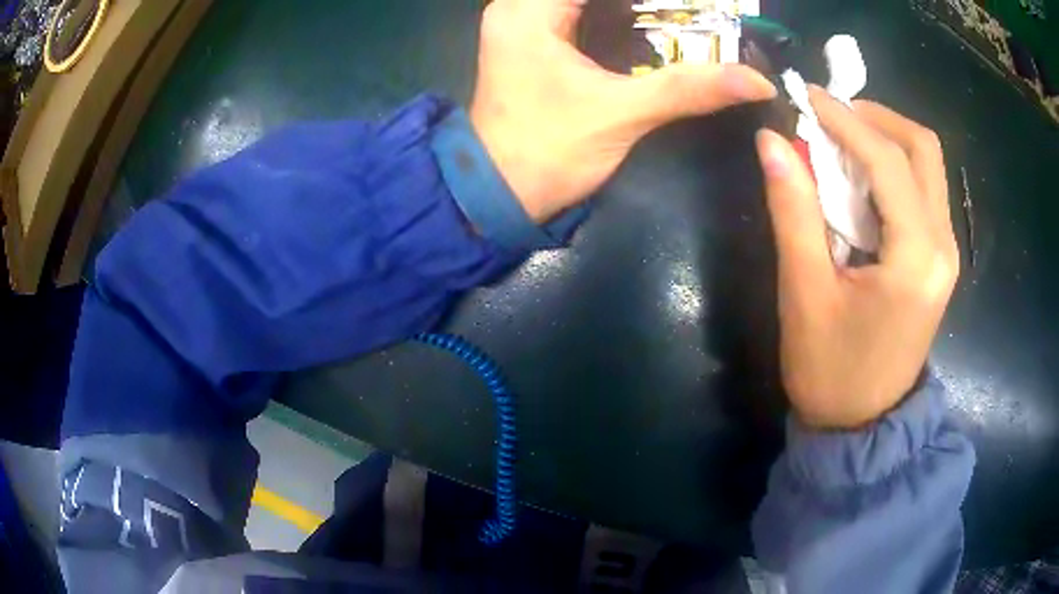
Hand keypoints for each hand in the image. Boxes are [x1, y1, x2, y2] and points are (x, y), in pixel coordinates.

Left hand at [471, 0, 775, 221]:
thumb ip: (689, 88)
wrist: (499, 195)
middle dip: (647, 4)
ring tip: (683, 18)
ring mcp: (524, 24)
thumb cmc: (547, 152)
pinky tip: (654, 26)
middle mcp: (519, 7)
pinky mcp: (534, 43)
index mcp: (529, 10)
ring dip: (634, 8)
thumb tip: (757, 81)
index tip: (694, 8)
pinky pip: (581, 13)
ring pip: (586, 2)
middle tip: (695, 15)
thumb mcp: (622, 113)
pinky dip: (619, 16)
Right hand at [757, 87, 958, 428]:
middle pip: (922, 148)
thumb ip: (793, 211)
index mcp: (915, 258)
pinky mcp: (939, 259)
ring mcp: (947, 252)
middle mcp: (943, 246)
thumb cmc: (830, 370)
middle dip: (875, 117)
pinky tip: (861, 176)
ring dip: (885, 137)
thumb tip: (772, 141)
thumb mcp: (804, 293)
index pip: (887, 159)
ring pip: (927, 165)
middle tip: (830, 115)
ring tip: (841, 138)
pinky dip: (893, 166)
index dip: (844, 117)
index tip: (805, 95)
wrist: (863, 425)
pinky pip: (923, 190)